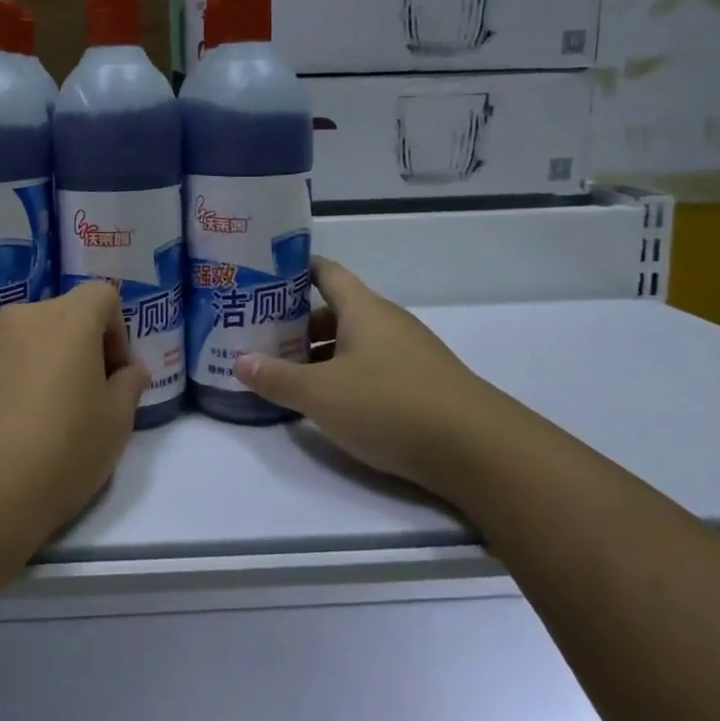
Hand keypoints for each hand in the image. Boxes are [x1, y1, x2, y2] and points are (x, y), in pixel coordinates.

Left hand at [0, 282, 149, 542]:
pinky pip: (1, 358)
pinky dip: (15, 376)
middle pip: (64, 315)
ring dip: (46, 360)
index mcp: (67, 320)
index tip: (113, 374)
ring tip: (46, 414)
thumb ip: (129, 386)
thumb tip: (130, 371)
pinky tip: (13, 424)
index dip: (116, 329)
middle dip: (82, 346)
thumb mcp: (116, 424)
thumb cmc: (61, 453)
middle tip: (86, 397)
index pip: (101, 295)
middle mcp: (23, 318)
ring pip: (30, 337)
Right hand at [235, 257, 506, 496]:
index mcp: (363, 309)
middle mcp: (387, 323)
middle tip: (260, 338)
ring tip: (286, 373)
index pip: (325, 272)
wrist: (479, 450)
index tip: (261, 277)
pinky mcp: (421, 385)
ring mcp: (408, 353)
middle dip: (297, 323)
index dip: (293, 270)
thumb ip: (277, 378)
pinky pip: (371, 368)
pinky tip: (328, 403)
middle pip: (335, 310)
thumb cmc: (390, 405)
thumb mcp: (322, 394)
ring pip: (353, 342)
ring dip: (319, 354)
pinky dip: (344, 376)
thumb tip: (240, 362)